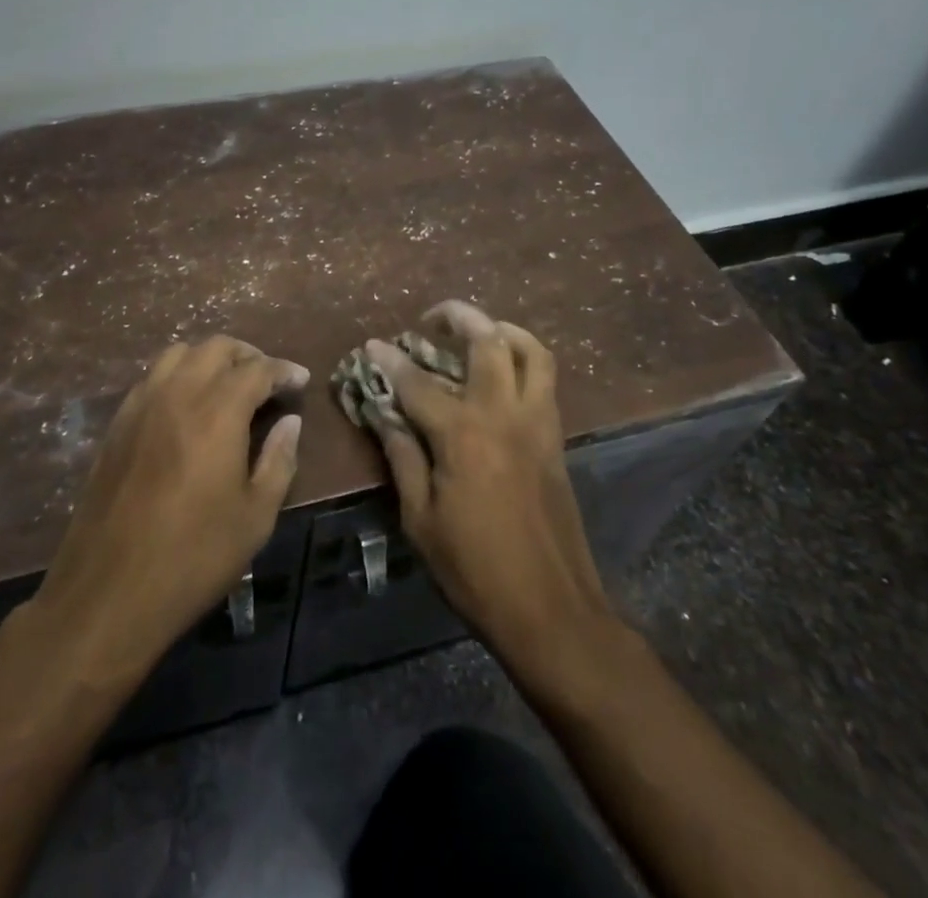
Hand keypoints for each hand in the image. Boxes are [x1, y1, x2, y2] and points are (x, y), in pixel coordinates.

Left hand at [17, 336, 307, 688]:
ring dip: (209, 359)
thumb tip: (290, 423)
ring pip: (179, 354)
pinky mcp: (117, 424)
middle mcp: (177, 394)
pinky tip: (187, 407)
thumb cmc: (193, 557)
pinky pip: (152, 378)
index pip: (257, 369)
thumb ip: (278, 461)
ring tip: (227, 386)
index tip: (301, 381)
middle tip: (268, 381)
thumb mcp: (255, 518)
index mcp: (217, 412)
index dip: (283, 370)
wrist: (108, 591)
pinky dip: (178, 376)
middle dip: (248, 356)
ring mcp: (141, 405)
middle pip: (216, 347)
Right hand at [367, 301, 611, 674]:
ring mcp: (537, 422)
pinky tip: (502, 371)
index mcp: (462, 435)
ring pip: (530, 350)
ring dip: (501, 329)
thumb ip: (403, 458)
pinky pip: (546, 379)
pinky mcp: (556, 438)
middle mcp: (503, 414)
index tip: (372, 345)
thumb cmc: (475, 570)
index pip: (417, 383)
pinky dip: (525, 358)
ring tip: (477, 331)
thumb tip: (385, 416)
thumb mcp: (421, 520)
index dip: (389, 361)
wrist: (552, 610)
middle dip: (456, 317)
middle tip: (431, 320)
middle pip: (486, 340)